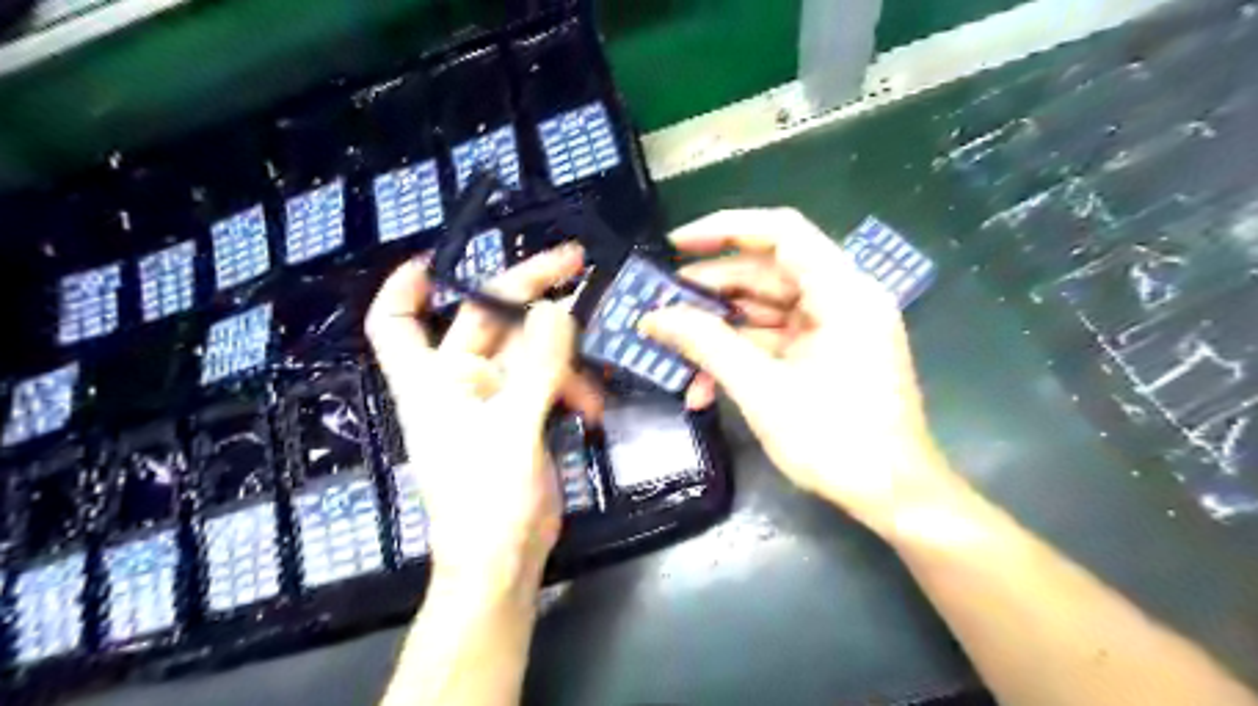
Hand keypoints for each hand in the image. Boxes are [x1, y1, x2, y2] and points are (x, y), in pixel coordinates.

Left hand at [365, 246, 599, 586]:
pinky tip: (594, 406)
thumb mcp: (512, 429)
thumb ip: (537, 368)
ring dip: (566, 354)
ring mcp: (495, 397)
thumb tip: (556, 310)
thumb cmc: (487, 500)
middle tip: (576, 263)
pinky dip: (574, 385)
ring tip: (595, 375)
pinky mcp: (524, 415)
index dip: (407, 287)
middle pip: (488, 319)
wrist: (504, 561)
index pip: (397, 322)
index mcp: (432, 380)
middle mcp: (459, 381)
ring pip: (530, 349)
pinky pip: (550, 380)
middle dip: (530, 289)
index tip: (439, 259)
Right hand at [644, 210, 959, 533]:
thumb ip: (706, 344)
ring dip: (719, 331)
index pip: (781, 232)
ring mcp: (834, 328)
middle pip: (768, 273)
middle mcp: (842, 299)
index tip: (676, 245)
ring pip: (765, 310)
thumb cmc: (835, 441)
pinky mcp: (826, 354)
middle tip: (662, 305)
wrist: (893, 497)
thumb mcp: (761, 389)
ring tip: (671, 346)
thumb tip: (652, 316)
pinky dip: (740, 356)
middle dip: (711, 291)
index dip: (724, 230)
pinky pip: (774, 340)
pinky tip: (702, 385)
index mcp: (842, 292)